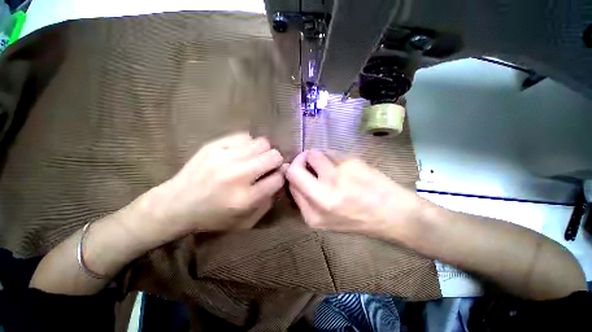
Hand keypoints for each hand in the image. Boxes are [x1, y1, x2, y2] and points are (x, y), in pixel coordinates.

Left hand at [139, 132, 284, 240]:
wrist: (175, 205)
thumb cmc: (213, 217)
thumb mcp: (245, 221)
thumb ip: (267, 201)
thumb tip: (279, 177)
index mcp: (246, 198)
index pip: (278, 179)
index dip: (280, 177)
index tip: (276, 177)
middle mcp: (238, 175)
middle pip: (274, 156)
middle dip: (276, 161)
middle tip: (268, 166)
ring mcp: (225, 157)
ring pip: (262, 143)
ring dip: (263, 151)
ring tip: (254, 158)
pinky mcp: (214, 145)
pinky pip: (244, 136)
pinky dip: (248, 145)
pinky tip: (241, 153)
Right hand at [285, 150, 422, 237]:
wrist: (394, 214)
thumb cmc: (358, 218)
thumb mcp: (325, 219)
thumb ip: (305, 200)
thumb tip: (295, 173)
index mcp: (313, 215)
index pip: (291, 184)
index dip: (293, 174)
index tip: (301, 170)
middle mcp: (321, 196)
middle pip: (294, 169)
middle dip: (298, 161)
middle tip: (307, 161)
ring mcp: (336, 178)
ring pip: (312, 154)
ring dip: (317, 156)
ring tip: (329, 164)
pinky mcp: (350, 163)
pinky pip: (330, 151)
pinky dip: (331, 155)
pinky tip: (343, 165)